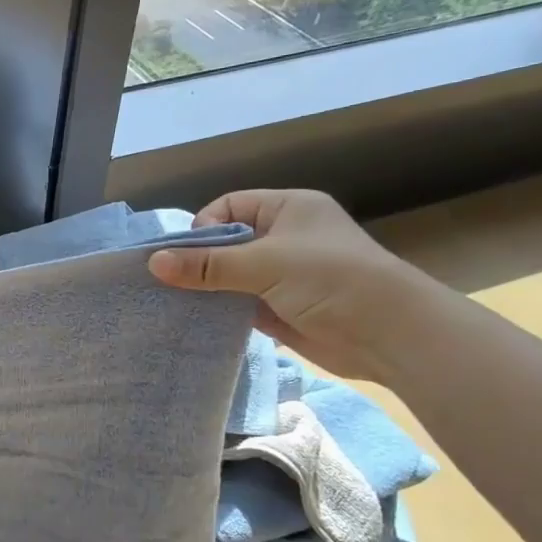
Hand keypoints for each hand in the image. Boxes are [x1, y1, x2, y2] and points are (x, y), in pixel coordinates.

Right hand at [147, 189, 439, 380]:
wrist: (388, 335)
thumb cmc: (331, 280)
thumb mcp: (264, 264)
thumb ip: (207, 265)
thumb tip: (153, 263)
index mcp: (287, 209)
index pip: (228, 207)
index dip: (203, 228)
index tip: (187, 256)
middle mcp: (282, 237)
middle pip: (224, 242)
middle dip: (197, 261)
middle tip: (168, 282)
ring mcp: (280, 274)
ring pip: (227, 275)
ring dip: (205, 288)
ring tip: (173, 302)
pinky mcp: (278, 307)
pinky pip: (236, 302)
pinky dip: (217, 309)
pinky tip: (195, 319)